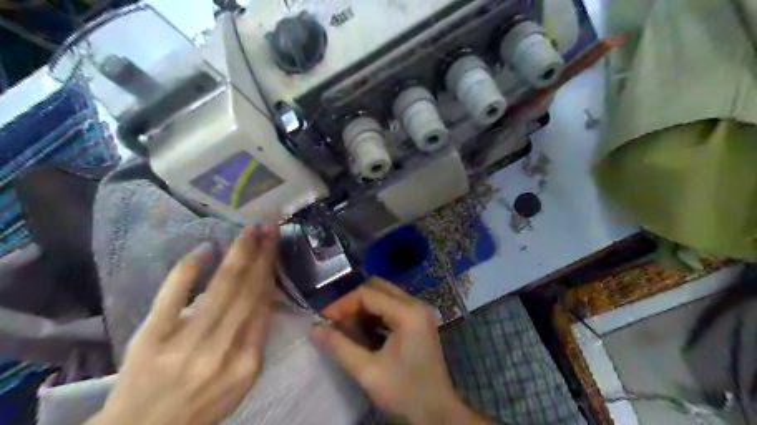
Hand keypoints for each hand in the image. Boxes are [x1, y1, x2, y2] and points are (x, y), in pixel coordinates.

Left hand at [90, 227, 277, 424]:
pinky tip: (205, 248)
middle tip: (268, 228)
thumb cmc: (202, 404)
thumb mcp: (242, 380)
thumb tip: (264, 298)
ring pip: (220, 288)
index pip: (263, 306)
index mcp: (247, 362)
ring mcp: (185, 341)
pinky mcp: (151, 336)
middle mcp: (220, 349)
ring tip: (248, 231)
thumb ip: (256, 340)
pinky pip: (173, 295)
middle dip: (261, 255)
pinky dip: (189, 269)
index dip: (270, 271)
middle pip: (247, 291)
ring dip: (237, 254)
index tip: (275, 247)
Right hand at [310, 278, 487, 424]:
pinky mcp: (418, 322)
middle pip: (377, 287)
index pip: (368, 293)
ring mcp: (419, 313)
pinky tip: (362, 333)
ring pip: (384, 295)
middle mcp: (415, 305)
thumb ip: (340, 347)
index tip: (324, 320)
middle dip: (353, 302)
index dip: (342, 304)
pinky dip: (374, 315)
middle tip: (335, 322)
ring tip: (346, 329)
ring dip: (363, 308)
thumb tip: (315, 329)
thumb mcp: (368, 372)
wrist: (437, 415)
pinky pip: (391, 307)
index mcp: (407, 313)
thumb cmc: (404, 393)